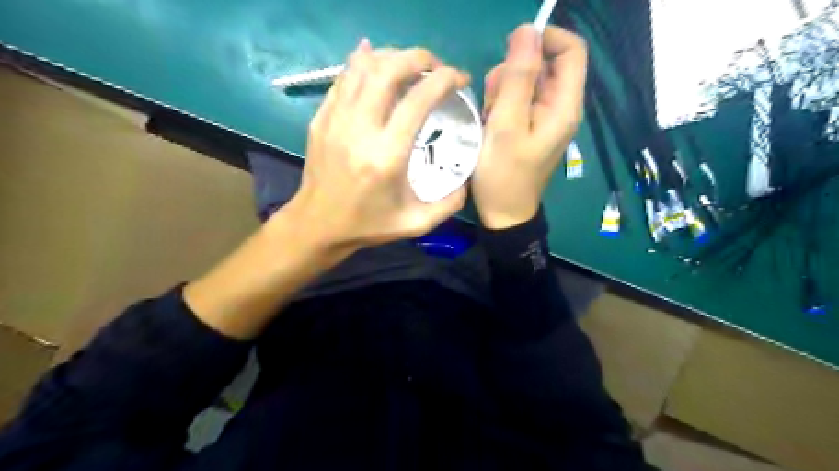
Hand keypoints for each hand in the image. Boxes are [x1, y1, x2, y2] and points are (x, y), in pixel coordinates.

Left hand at [283, 40, 470, 251]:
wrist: (318, 226)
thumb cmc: (368, 225)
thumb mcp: (416, 223)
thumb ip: (449, 203)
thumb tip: (468, 179)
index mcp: (387, 156)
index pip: (419, 99)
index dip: (445, 79)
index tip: (460, 78)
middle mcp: (360, 130)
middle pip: (389, 70)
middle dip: (419, 58)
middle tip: (436, 67)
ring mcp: (335, 120)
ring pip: (362, 67)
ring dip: (392, 57)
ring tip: (410, 66)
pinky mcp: (321, 119)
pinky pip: (343, 78)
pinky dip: (362, 63)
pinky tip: (376, 62)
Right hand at [471, 24, 588, 230]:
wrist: (503, 214)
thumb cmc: (504, 175)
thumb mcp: (507, 126)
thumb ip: (518, 78)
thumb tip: (527, 31)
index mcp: (564, 105)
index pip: (570, 49)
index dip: (544, 39)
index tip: (511, 49)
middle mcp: (559, 106)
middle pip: (541, 64)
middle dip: (512, 74)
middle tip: (494, 102)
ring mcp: (543, 116)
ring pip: (524, 81)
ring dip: (501, 91)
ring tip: (490, 119)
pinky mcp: (529, 125)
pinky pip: (516, 99)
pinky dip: (500, 105)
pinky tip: (491, 125)